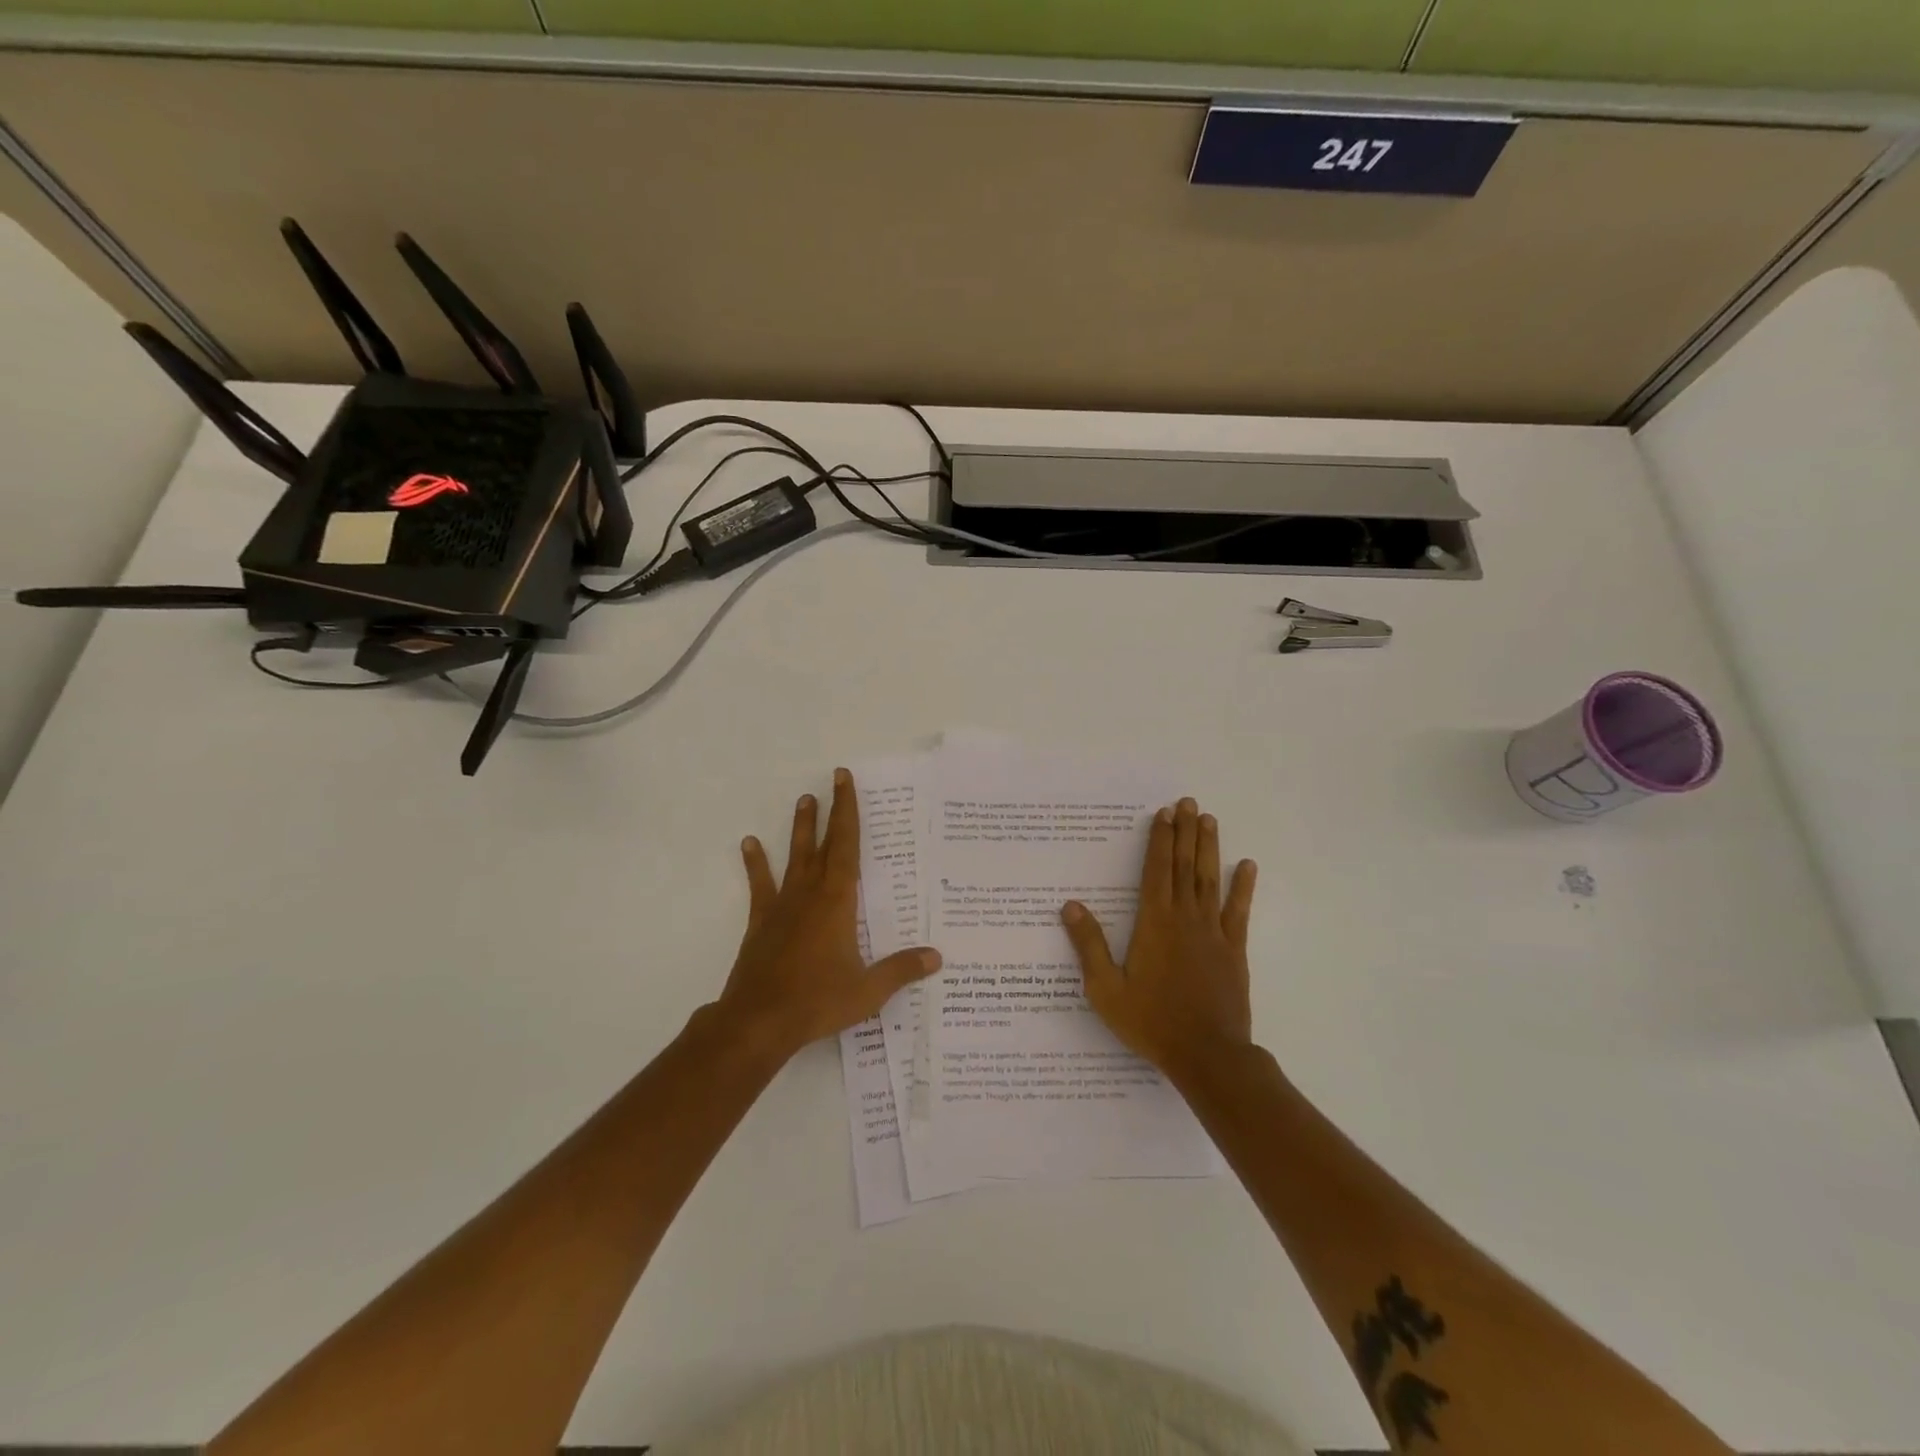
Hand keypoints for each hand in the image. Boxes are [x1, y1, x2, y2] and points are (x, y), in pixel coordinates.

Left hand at [714, 768, 941, 1061]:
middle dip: (831, 811)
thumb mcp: (868, 990)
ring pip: (794, 857)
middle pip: (824, 844)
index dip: (848, 812)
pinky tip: (749, 844)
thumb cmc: (817, 1001)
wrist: (759, 1021)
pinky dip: (756, 864)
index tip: (845, 780)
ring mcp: (783, 906)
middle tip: (833, 779)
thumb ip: (901, 970)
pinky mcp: (761, 922)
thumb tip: (937, 956)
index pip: (847, 846)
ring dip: (801, 829)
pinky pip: (760, 886)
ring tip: (803, 800)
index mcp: (838, 902)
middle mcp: (810, 894)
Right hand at [1061, 797, 1257, 1079]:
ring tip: (1209, 820)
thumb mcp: (1106, 988)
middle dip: (1185, 832)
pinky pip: (1238, 911)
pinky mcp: (1233, 950)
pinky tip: (1247, 866)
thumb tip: (1070, 906)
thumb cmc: (1151, 1021)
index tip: (1163, 814)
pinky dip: (1242, 887)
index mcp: (1154, 923)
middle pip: (1184, 866)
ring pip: (1210, 880)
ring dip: (1209, 848)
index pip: (1156, 870)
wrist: (1207, 1054)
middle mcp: (1184, 918)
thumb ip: (1090, 945)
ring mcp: (1213, 932)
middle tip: (1188, 803)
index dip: (1159, 840)